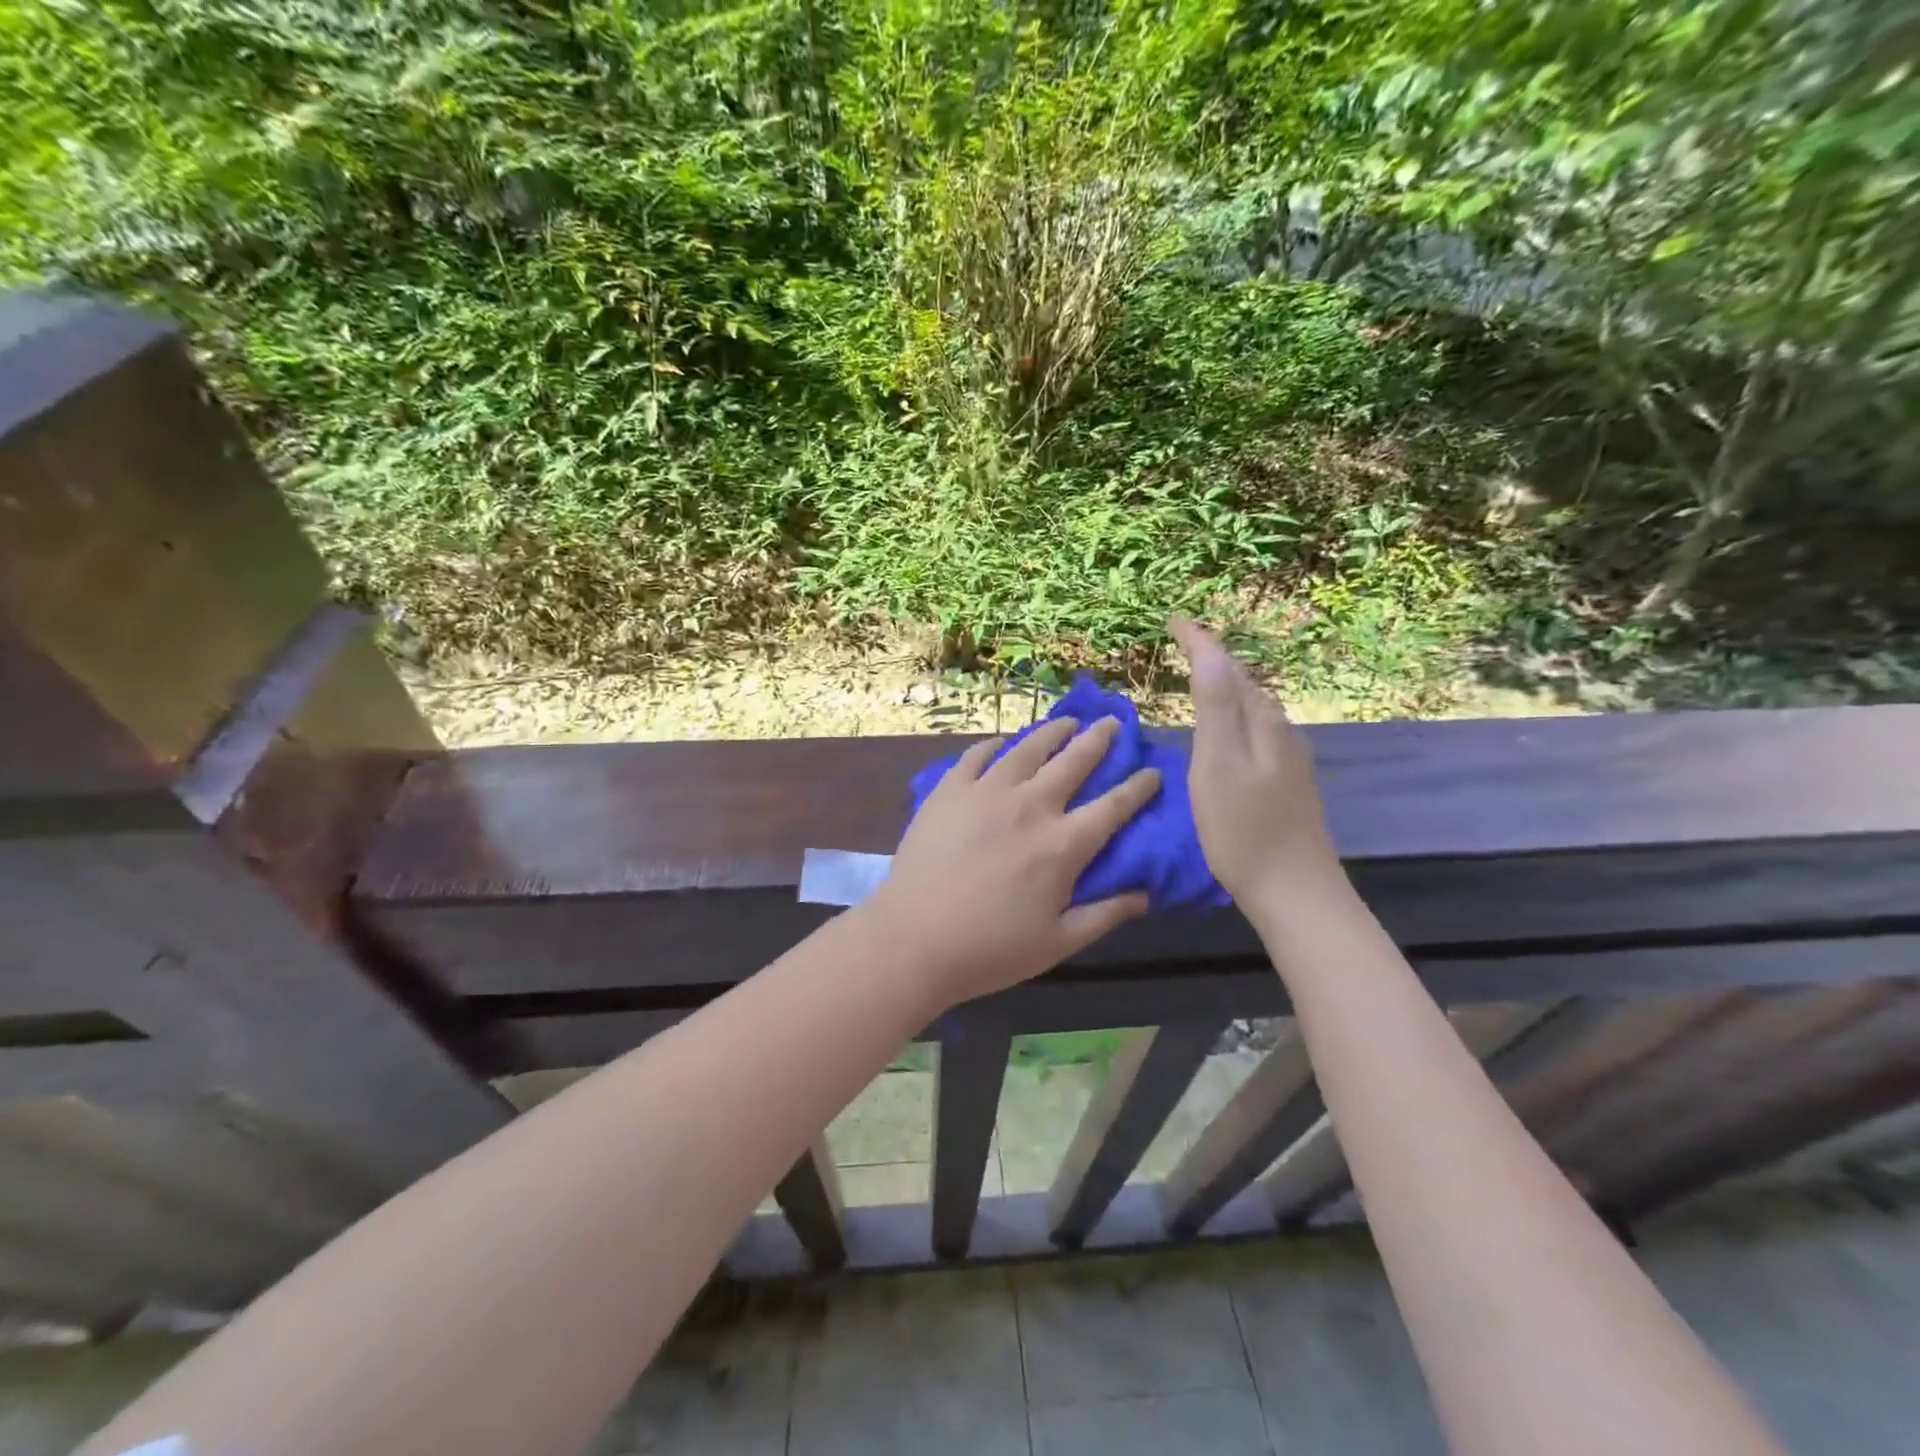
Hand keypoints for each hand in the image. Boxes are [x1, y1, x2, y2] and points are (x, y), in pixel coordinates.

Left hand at [865, 716, 1160, 1010]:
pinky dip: (995, 745)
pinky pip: (977, 755)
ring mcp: (987, 791)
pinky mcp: (950, 789)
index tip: (1152, 771)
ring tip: (1067, 721)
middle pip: (1074, 761)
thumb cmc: (990, 949)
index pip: (1114, 806)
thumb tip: (1145, 895)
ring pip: (1028, 748)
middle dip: (1099, 739)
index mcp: (1064, 844)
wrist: (914, 939)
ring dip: (1053, 732)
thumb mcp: (1059, 943)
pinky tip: (1003, 742)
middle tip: (1112, 722)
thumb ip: (1105, 915)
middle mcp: (1031, 806)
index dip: (1138, 786)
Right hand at [1170, 615, 1343, 910]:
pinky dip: (1234, 720)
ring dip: (1226, 689)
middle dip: (1215, 660)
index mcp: (1261, 724)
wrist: (1296, 893)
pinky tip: (1224, 738)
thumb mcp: (1219, 765)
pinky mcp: (1286, 785)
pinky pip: (1256, 734)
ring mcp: (1288, 761)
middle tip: (1183, 646)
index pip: (1228, 668)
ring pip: (1254, 710)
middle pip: (1245, 684)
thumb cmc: (1245, 831)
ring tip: (1199, 683)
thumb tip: (1212, 650)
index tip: (1174, 619)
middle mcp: (1280, 733)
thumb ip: (1217, 707)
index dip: (1201, 641)